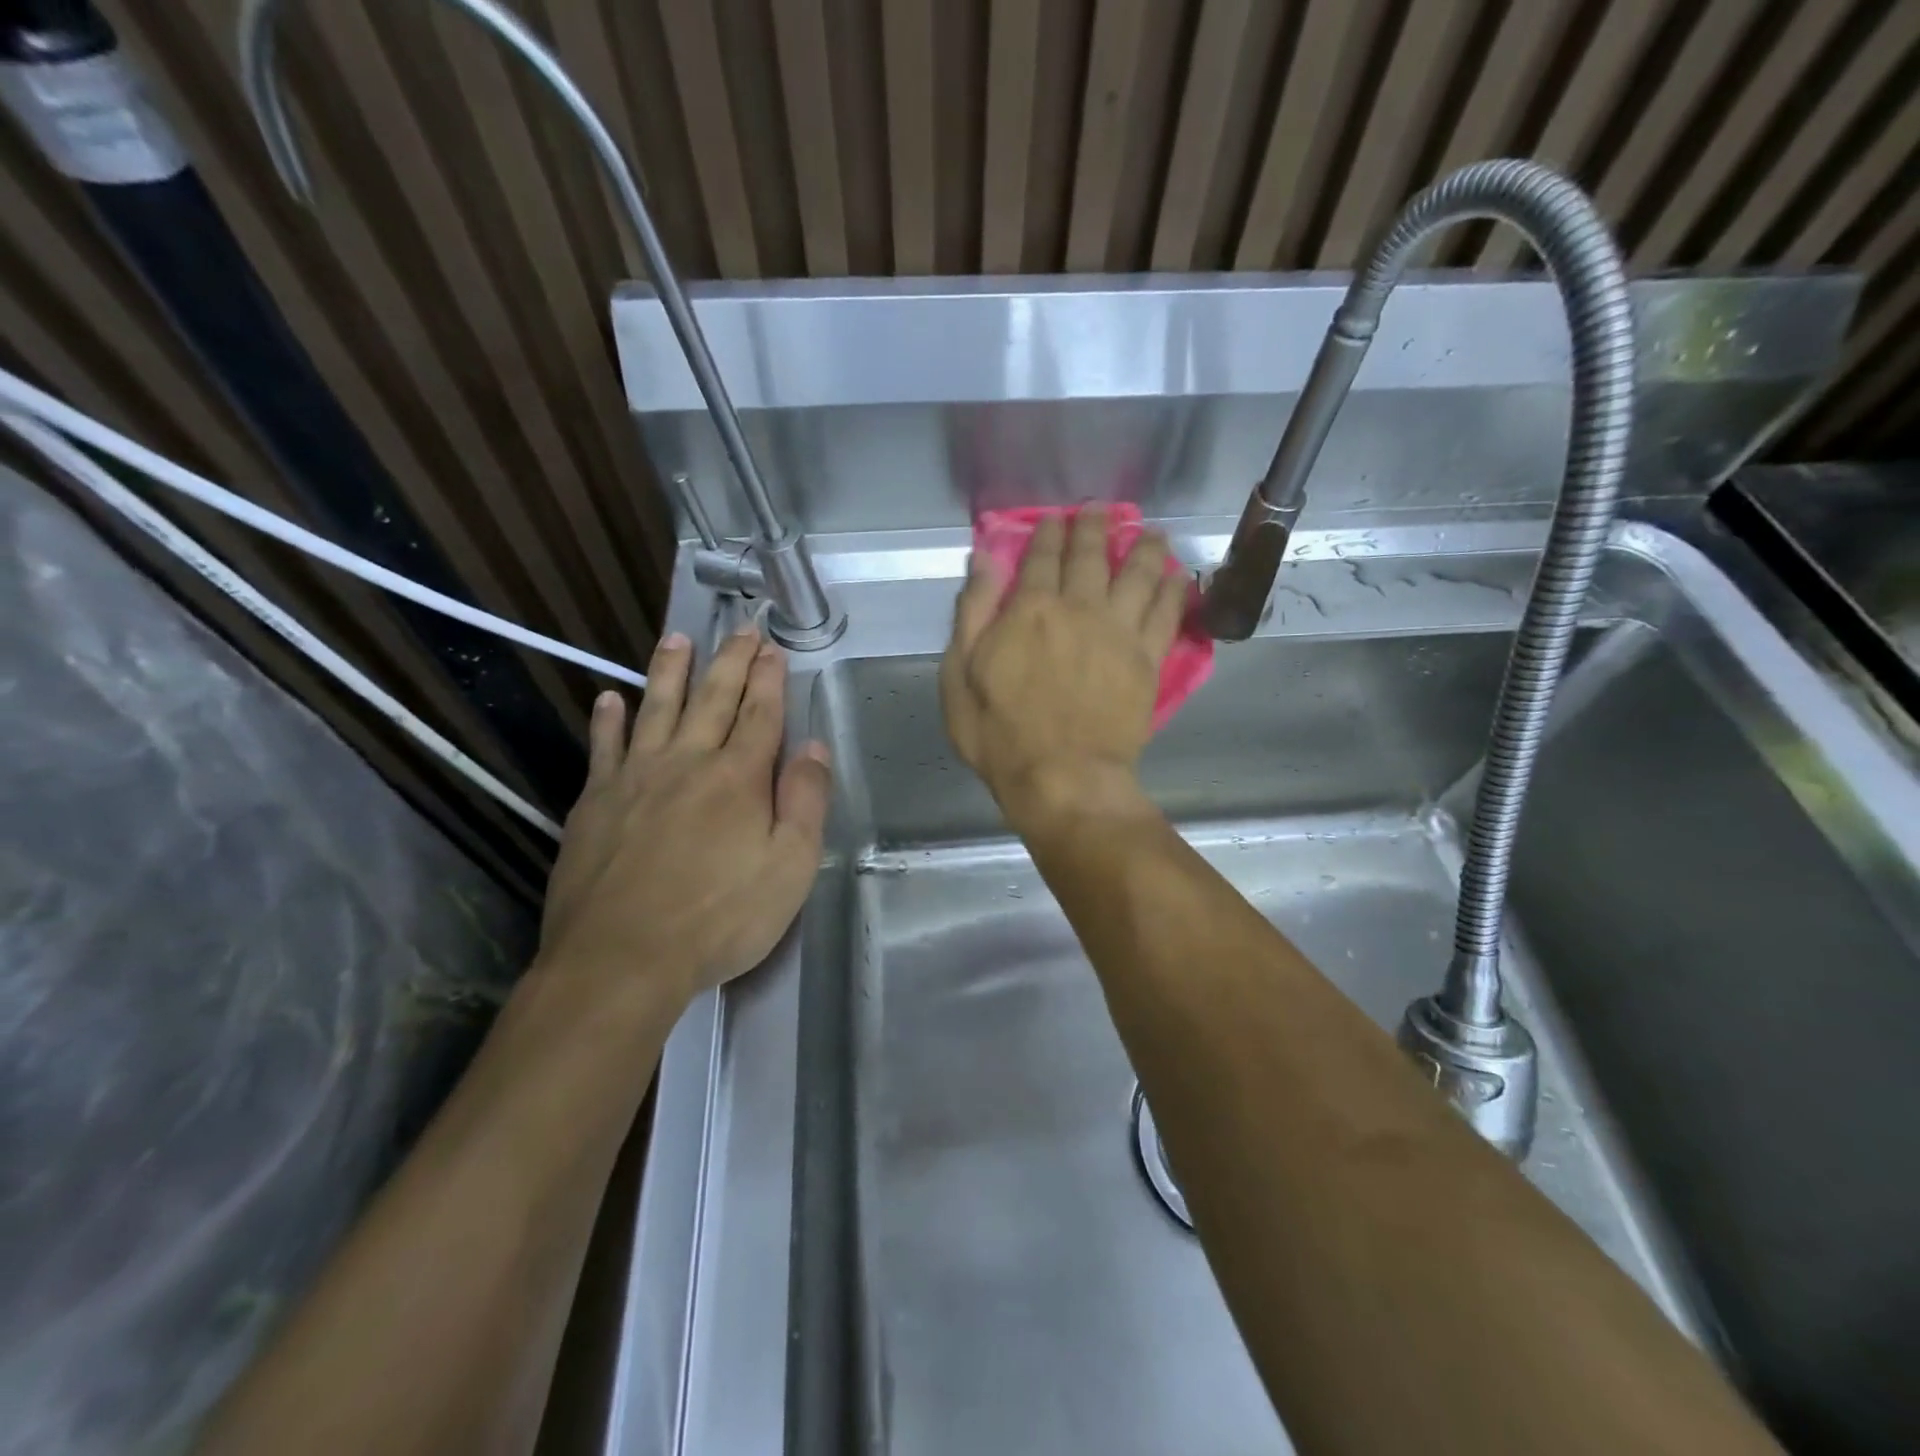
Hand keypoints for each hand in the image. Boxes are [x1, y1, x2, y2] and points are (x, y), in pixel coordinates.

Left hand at [537, 625, 830, 1011]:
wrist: (621, 958)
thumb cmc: (719, 918)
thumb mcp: (790, 868)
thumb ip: (806, 802)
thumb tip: (815, 747)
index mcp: (738, 778)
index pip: (761, 714)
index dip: (770, 678)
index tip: (774, 647)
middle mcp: (687, 762)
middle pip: (712, 699)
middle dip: (730, 661)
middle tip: (740, 629)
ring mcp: (635, 778)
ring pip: (656, 708)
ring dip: (669, 670)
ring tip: (677, 638)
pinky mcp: (595, 802)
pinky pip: (604, 747)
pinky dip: (609, 719)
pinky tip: (611, 697)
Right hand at [941, 506, 1188, 827]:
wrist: (1062, 777)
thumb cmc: (1000, 734)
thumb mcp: (959, 676)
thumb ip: (972, 614)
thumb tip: (984, 559)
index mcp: (1029, 610)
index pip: (1040, 557)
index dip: (1047, 533)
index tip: (1054, 518)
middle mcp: (1078, 608)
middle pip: (1090, 556)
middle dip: (1094, 528)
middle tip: (1102, 510)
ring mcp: (1119, 632)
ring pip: (1137, 575)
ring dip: (1144, 548)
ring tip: (1151, 532)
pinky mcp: (1147, 659)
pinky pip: (1166, 614)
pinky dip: (1174, 590)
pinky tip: (1179, 576)